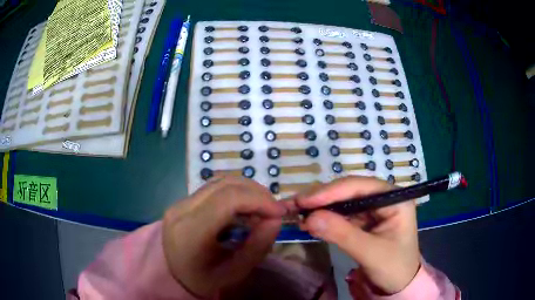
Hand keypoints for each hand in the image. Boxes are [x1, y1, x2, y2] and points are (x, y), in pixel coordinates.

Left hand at [162, 176, 285, 296]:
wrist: (174, 275)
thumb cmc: (204, 280)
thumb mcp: (234, 272)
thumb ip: (257, 247)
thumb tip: (276, 219)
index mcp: (190, 232)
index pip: (227, 200)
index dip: (258, 200)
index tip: (279, 212)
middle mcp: (181, 210)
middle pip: (225, 185)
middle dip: (257, 193)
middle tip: (274, 210)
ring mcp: (180, 202)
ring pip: (220, 182)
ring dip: (247, 190)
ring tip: (262, 208)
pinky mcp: (183, 201)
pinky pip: (214, 187)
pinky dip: (235, 192)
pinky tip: (245, 207)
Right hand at [294, 176, 420, 294]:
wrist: (398, 285)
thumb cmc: (393, 268)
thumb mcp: (370, 253)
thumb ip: (342, 234)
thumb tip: (310, 218)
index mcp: (394, 199)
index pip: (361, 187)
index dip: (331, 191)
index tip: (304, 200)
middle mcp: (384, 198)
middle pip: (349, 190)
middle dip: (323, 198)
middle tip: (295, 206)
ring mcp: (373, 209)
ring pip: (343, 201)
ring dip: (321, 207)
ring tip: (298, 213)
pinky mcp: (364, 221)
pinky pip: (342, 214)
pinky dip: (325, 218)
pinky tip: (311, 222)